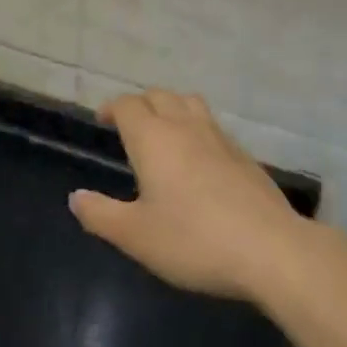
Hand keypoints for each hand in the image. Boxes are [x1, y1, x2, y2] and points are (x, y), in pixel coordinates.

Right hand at [71, 89, 300, 301]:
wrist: (270, 250)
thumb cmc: (194, 240)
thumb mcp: (136, 236)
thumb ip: (101, 214)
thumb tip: (76, 198)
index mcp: (153, 139)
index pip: (128, 105)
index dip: (112, 108)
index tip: (103, 121)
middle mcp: (185, 127)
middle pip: (159, 96)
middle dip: (140, 104)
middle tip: (129, 126)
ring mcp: (220, 138)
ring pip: (190, 104)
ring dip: (171, 109)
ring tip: (164, 133)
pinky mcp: (244, 156)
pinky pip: (212, 126)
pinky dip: (196, 129)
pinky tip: (198, 160)